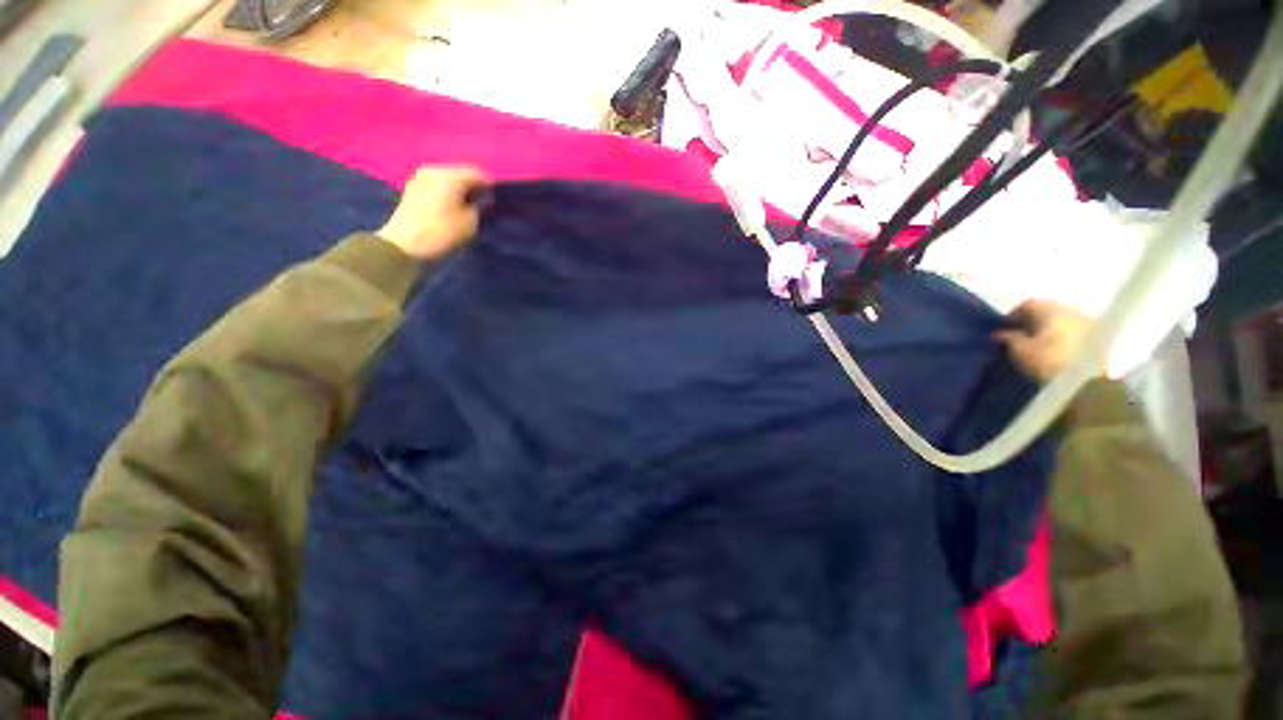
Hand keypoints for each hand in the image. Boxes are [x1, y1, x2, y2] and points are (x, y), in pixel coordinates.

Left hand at [378, 166, 489, 260]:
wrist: (405, 244)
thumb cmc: (442, 232)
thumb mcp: (470, 222)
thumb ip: (478, 206)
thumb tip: (481, 198)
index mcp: (450, 176)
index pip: (476, 173)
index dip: (489, 184)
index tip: (497, 195)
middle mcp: (434, 170)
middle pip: (460, 172)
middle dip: (473, 184)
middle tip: (484, 198)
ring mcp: (421, 177)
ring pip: (447, 177)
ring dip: (459, 188)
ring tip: (469, 202)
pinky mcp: (413, 188)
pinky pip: (437, 184)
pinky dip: (447, 191)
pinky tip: (453, 203)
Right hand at [996, 299, 1102, 382]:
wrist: (1088, 381)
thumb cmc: (1048, 361)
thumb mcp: (1019, 351)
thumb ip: (1009, 338)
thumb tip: (1000, 333)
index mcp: (1050, 308)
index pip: (1027, 304)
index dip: (1012, 315)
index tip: (1003, 329)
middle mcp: (1071, 308)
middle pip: (1047, 309)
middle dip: (1032, 320)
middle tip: (1019, 334)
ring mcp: (1087, 321)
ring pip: (1062, 319)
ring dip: (1049, 327)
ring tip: (1037, 342)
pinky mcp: (1099, 336)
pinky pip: (1074, 329)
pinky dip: (1062, 335)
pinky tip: (1054, 347)